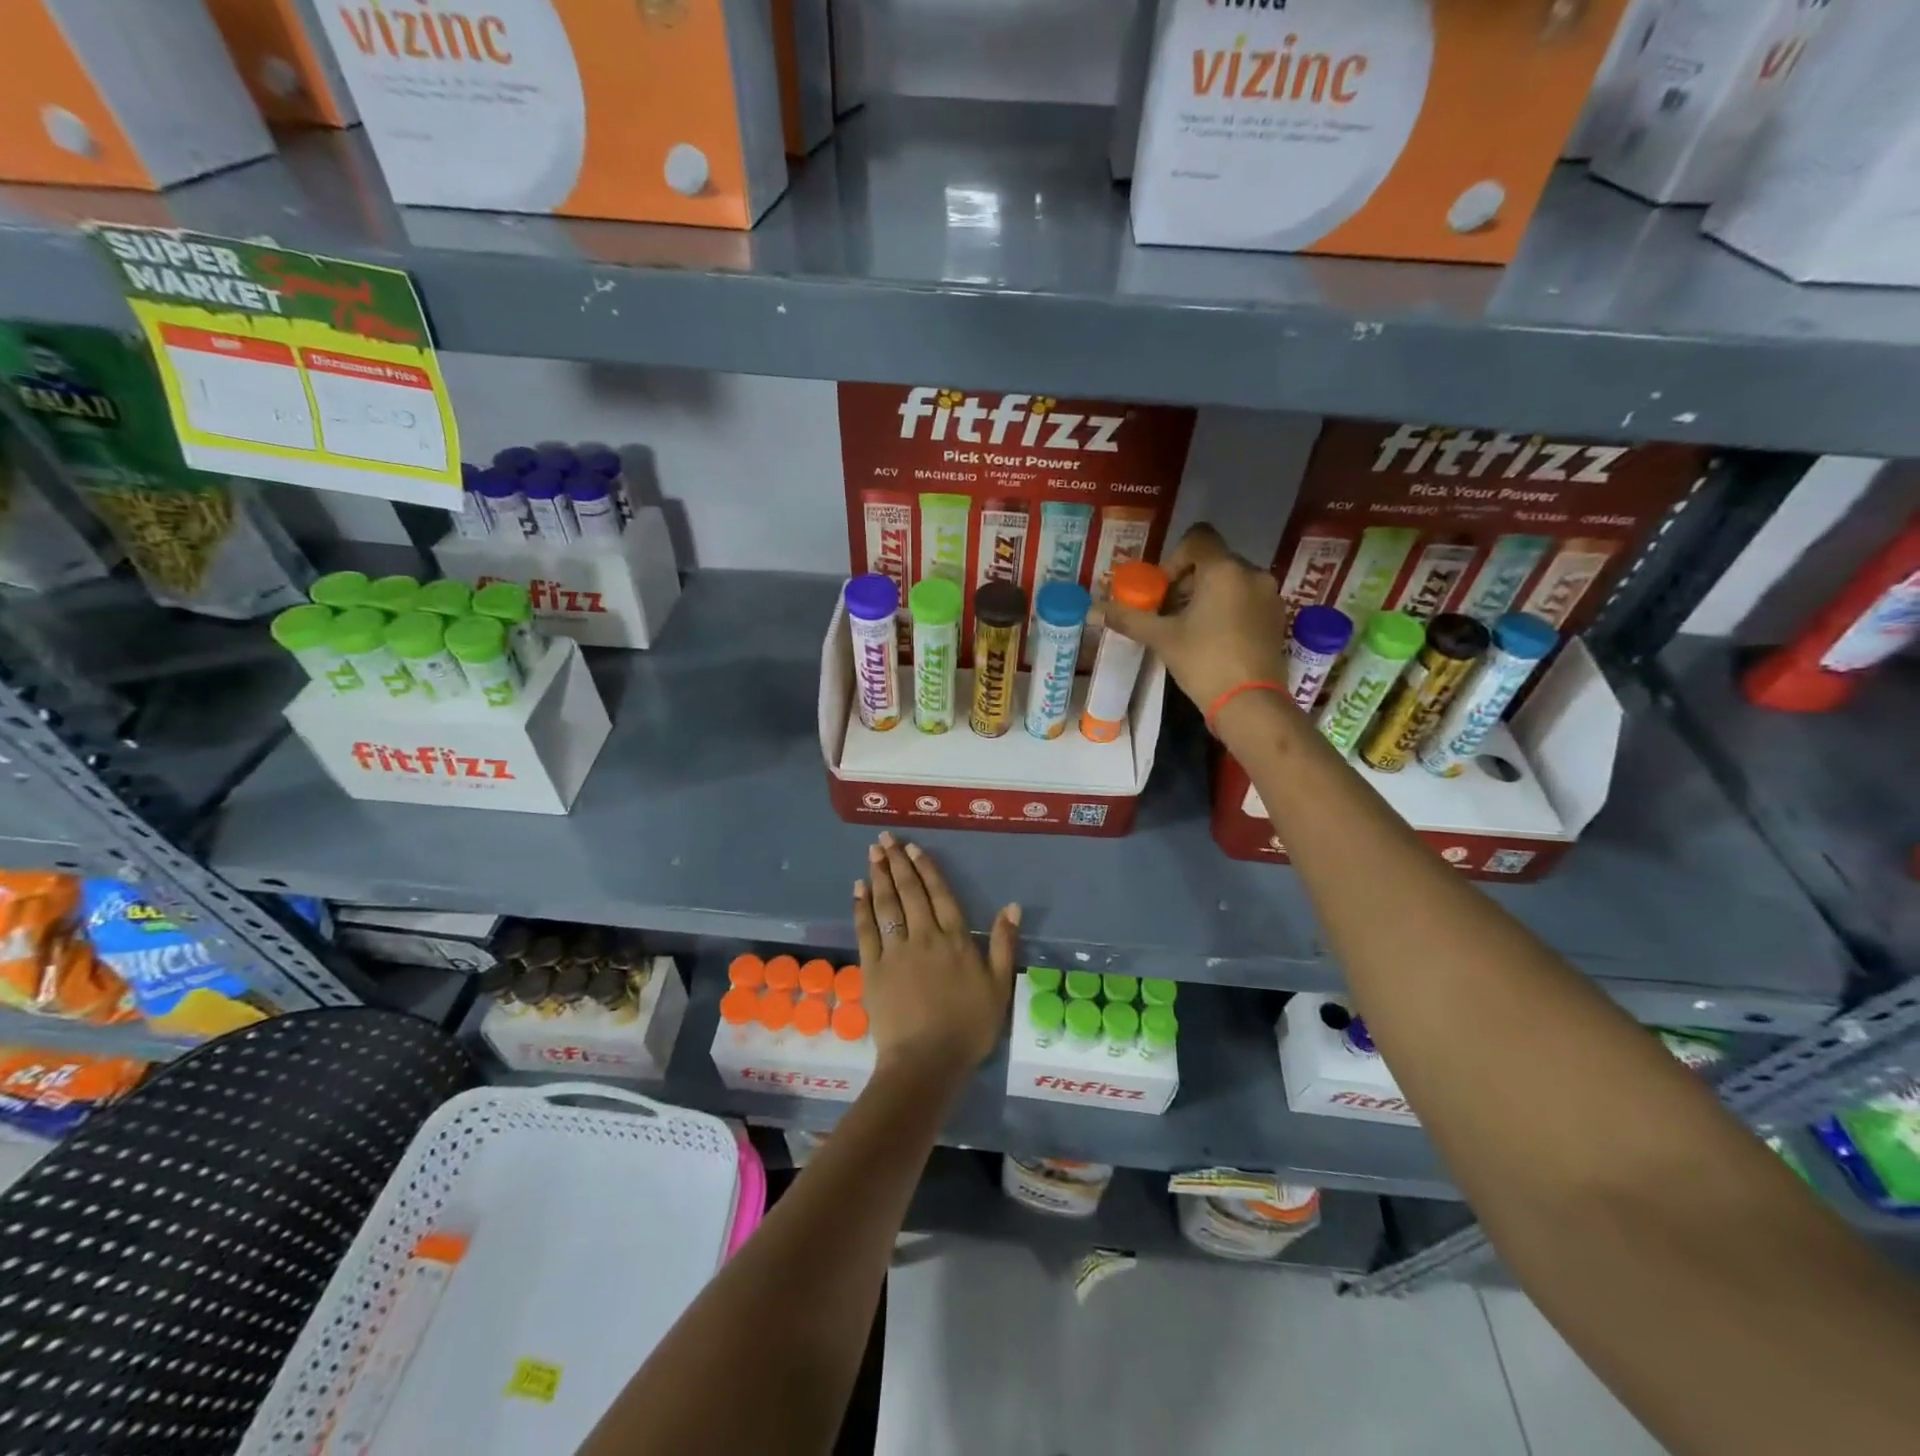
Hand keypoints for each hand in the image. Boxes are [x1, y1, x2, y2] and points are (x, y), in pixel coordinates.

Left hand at [853, 833, 1019, 1084]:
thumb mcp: (1000, 987)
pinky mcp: (873, 968)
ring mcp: (896, 950)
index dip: (926, 869)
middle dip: (897, 863)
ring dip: (879, 876)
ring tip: (873, 853)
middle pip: (909, 892)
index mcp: (956, 939)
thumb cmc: (968, 1027)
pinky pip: (866, 930)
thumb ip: (1005, 945)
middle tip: (885, 839)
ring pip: (886, 904)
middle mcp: (924, 936)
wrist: (927, 1060)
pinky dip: (862, 907)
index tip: (913, 848)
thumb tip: (1012, 906)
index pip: (939, 895)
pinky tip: (858, 889)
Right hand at [1103, 523, 1290, 710]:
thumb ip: (1129, 618)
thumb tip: (1094, 609)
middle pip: (1213, 561)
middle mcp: (1252, 574)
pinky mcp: (1276, 618)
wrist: (1250, 703)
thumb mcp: (1162, 638)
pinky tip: (1212, 639)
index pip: (1198, 538)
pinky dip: (1226, 609)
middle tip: (1168, 613)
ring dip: (1205, 596)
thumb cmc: (1204, 662)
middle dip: (1187, 582)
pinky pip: (1246, 599)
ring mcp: (1268, 596)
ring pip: (1230, 581)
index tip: (1162, 590)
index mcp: (1224, 570)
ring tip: (1188, 629)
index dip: (1174, 559)